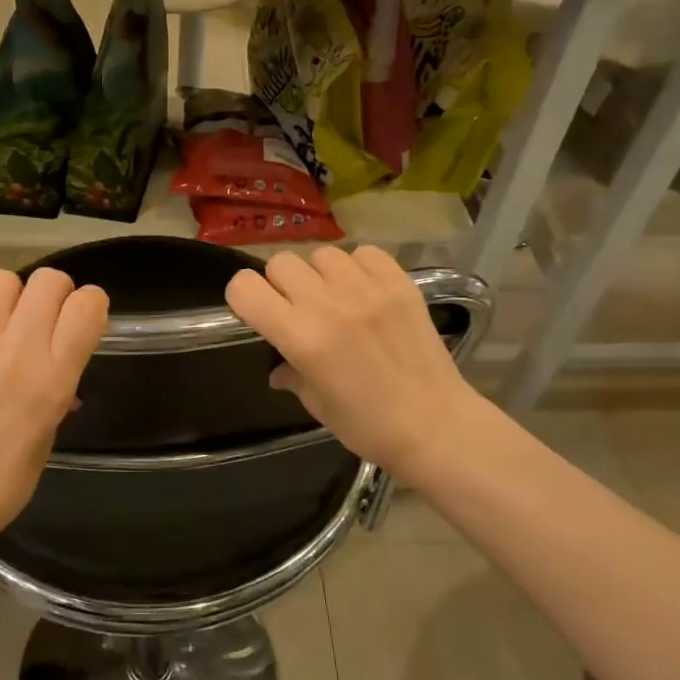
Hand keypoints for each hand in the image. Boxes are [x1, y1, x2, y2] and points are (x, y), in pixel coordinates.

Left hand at [0, 268, 109, 542]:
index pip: (87, 305)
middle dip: (55, 292)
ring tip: (3, 319)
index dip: (90, 303)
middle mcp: (17, 352)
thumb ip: (62, 376)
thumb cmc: (10, 474)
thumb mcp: (54, 422)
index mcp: (54, 378)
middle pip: (48, 281)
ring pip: (2, 278)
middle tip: (44, 316)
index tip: (82, 317)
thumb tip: (63, 346)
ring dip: (11, 294)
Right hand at [226, 247, 491, 486]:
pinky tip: (364, 291)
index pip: (245, 288)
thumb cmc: (368, 426)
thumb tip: (277, 368)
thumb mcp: (316, 404)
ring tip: (335, 298)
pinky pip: (364, 253)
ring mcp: (367, 289)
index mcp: (301, 337)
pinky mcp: (400, 282)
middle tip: (297, 308)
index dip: (243, 297)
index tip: (256, 312)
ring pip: (322, 254)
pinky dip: (357, 267)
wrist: (436, 425)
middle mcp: (329, 304)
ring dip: (320, 274)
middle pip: (281, 263)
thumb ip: (291, 374)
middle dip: (281, 283)